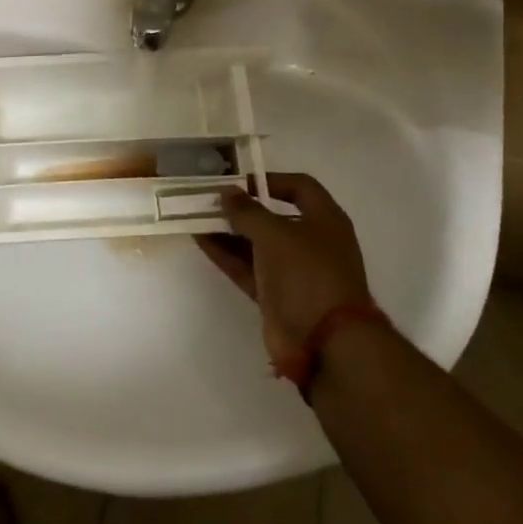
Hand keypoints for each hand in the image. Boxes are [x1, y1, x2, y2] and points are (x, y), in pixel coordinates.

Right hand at [197, 174, 375, 361]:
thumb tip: (226, 192)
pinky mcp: (275, 295)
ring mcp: (293, 272)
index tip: (239, 182)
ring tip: (197, 217)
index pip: (299, 187)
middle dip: (242, 208)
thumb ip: (247, 211)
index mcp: (325, 220)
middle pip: (273, 217)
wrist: (325, 343)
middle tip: (210, 199)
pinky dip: (226, 255)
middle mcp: (311, 242)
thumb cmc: (307, 275)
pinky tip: (201, 241)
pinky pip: (247, 268)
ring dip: (229, 231)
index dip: (270, 180)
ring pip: (256, 244)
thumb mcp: (275, 234)